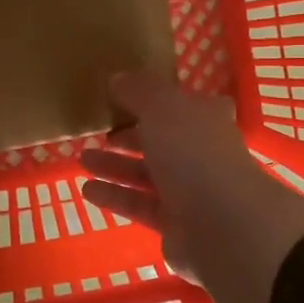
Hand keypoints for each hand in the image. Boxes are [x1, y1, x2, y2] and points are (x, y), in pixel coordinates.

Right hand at [80, 72, 303, 302]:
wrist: (221, 224)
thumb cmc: (192, 152)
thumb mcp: (161, 107)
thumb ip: (138, 90)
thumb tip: (118, 79)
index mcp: (206, 118)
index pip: (182, 103)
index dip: (155, 99)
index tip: (124, 97)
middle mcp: (201, 152)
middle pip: (162, 139)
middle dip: (130, 135)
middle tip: (99, 132)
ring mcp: (191, 190)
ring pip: (147, 173)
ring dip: (115, 166)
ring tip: (82, 159)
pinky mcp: (175, 223)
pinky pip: (139, 204)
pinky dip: (115, 196)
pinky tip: (87, 190)